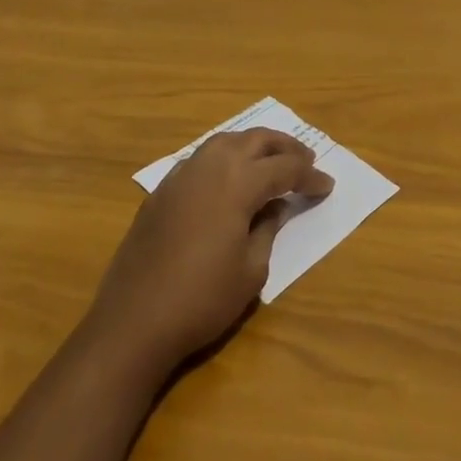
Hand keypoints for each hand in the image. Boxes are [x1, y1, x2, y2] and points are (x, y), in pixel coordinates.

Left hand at [84, 128, 333, 376]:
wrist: (134, 321)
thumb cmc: (202, 299)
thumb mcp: (251, 270)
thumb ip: (268, 229)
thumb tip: (274, 205)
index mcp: (238, 182)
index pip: (284, 168)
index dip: (309, 175)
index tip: (327, 185)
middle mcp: (211, 166)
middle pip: (255, 140)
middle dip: (284, 147)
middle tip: (305, 159)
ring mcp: (182, 175)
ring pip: (225, 141)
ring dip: (253, 145)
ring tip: (270, 159)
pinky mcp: (162, 190)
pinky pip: (201, 158)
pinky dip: (224, 158)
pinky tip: (228, 177)